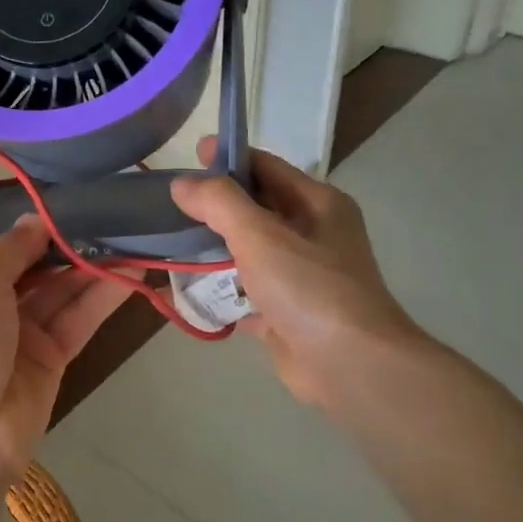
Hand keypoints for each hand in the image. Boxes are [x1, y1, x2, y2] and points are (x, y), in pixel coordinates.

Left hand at [0, 216, 131, 481]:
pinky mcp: (50, 357)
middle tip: (106, 210)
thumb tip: (35, 219)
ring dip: (90, 265)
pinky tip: (133, 271)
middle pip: (29, 265)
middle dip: (63, 241)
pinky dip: (102, 296)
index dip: (18, 224)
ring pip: (59, 290)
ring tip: (130, 233)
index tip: (55, 197)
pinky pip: (77, 318)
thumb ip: (11, 249)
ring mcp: (17, 332)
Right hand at [171, 140, 430, 414]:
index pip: (267, 166)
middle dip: (216, 204)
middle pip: (257, 207)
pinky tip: (187, 289)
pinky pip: (247, 291)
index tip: (189, 156)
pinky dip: (221, 289)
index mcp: (317, 204)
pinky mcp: (288, 311)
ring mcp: (302, 275)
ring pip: (250, 250)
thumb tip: (183, 182)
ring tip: (172, 240)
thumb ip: (219, 203)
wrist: (350, 365)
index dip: (229, 157)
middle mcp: (314, 234)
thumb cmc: (309, 288)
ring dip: (216, 246)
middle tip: (171, 200)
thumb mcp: (260, 234)